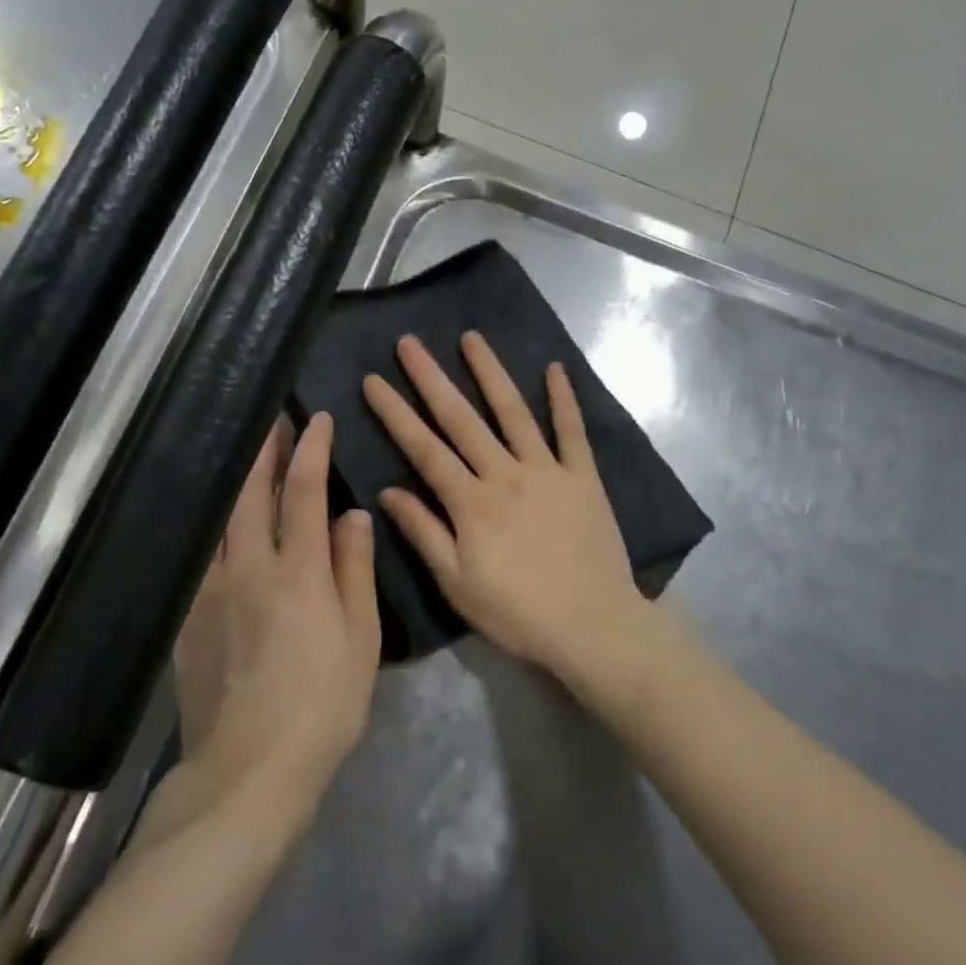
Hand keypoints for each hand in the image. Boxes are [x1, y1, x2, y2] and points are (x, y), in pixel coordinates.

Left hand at [170, 413, 380, 817]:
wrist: (250, 769)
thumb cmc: (324, 703)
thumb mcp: (360, 637)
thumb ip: (354, 569)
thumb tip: (353, 514)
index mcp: (297, 571)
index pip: (303, 492)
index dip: (311, 451)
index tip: (316, 420)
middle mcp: (248, 568)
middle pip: (251, 495)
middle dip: (264, 453)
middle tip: (272, 424)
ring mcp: (211, 592)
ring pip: (220, 521)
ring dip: (237, 484)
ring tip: (248, 463)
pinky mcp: (188, 618)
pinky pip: (203, 557)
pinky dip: (216, 529)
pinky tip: (222, 529)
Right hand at [362, 331, 641, 684]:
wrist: (593, 626)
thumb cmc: (518, 613)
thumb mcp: (457, 584)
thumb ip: (423, 533)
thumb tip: (387, 491)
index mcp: (471, 502)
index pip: (424, 449)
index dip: (395, 414)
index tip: (372, 380)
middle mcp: (506, 474)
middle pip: (461, 419)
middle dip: (431, 378)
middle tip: (409, 343)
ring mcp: (548, 470)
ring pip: (514, 412)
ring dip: (491, 373)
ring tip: (471, 338)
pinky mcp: (584, 477)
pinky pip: (572, 431)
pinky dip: (563, 399)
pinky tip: (554, 368)